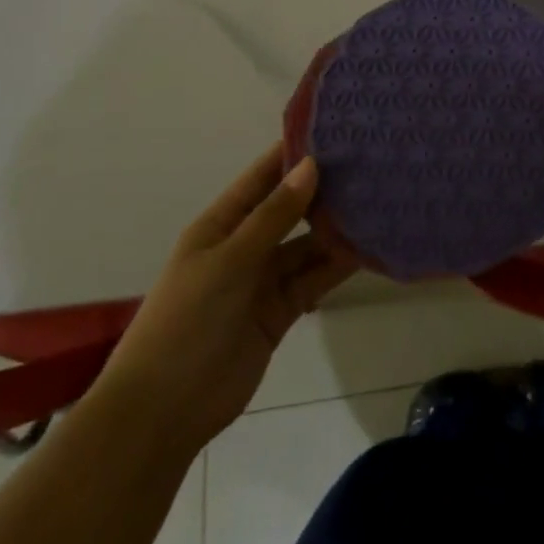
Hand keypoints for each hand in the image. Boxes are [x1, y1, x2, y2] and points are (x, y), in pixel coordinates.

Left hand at [90, 150, 355, 456]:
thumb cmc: (186, 322)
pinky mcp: (281, 311)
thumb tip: (311, 165)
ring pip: (308, 245)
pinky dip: (338, 266)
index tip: (337, 131)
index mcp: (221, 225)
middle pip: (291, 209)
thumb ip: (274, 216)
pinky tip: (370, 248)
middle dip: (325, 190)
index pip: (263, 177)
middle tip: (372, 165)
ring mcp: (263, 280)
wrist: (163, 412)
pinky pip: (314, 279)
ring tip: (380, 202)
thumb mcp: (229, 261)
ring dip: (337, 229)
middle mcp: (245, 245)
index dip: (295, 153)